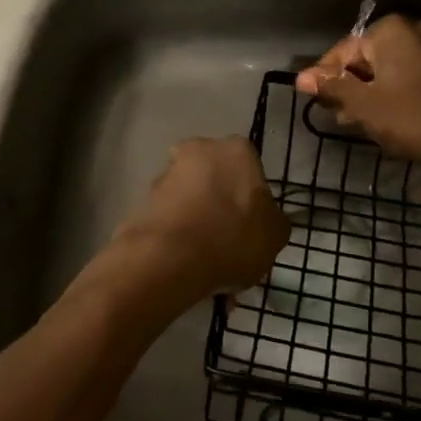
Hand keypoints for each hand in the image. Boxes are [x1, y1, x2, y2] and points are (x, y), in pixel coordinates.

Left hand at [113, 137, 289, 298]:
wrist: (171, 257)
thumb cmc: (234, 237)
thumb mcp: (276, 234)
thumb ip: (274, 220)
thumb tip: (267, 219)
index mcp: (237, 150)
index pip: (251, 170)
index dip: (253, 200)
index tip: (254, 228)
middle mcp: (199, 150)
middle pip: (217, 182)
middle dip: (223, 210)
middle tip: (232, 248)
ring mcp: (167, 174)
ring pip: (193, 202)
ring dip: (201, 227)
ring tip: (210, 269)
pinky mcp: (144, 200)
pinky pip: (173, 221)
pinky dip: (181, 240)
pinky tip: (190, 270)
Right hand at [294, 16, 420, 165]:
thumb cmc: (406, 115)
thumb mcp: (361, 103)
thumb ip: (331, 87)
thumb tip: (301, 79)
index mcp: (391, 30)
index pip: (344, 50)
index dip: (324, 75)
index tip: (313, 98)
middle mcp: (414, 32)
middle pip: (367, 58)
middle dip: (348, 85)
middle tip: (333, 112)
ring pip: (387, 70)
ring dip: (367, 92)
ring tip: (352, 120)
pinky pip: (406, 78)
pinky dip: (390, 94)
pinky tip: (379, 118)